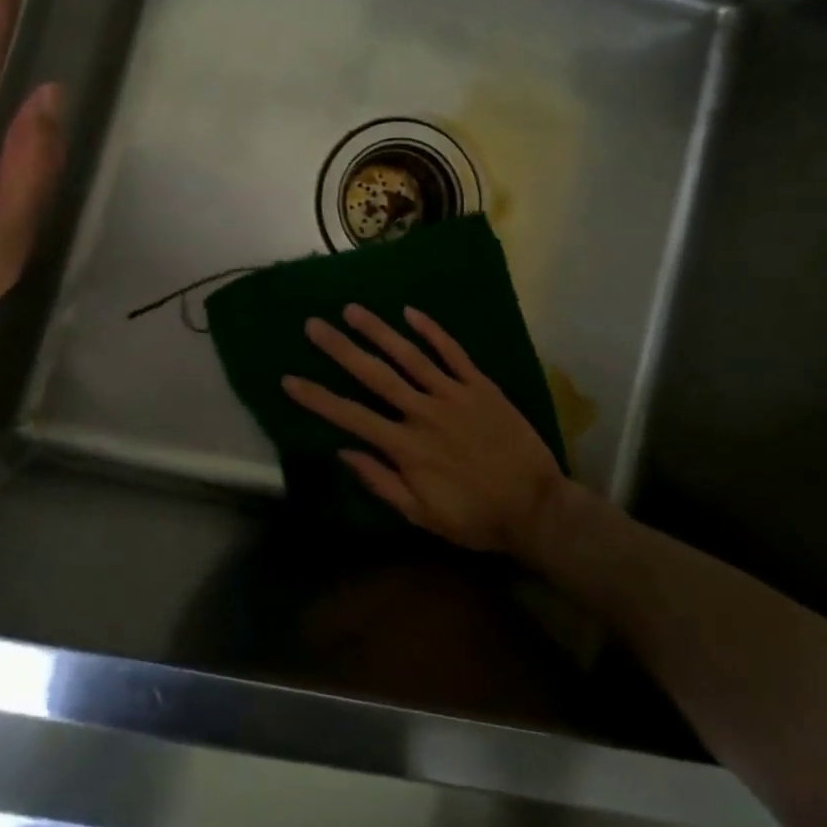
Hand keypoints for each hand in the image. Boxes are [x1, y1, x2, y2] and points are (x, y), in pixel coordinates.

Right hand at [282, 305, 565, 557]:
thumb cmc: (476, 517)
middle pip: (375, 375)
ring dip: (379, 330)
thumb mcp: (422, 515)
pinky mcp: (481, 386)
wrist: (536, 507)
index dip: (318, 398)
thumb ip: (382, 482)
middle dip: (341, 349)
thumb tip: (345, 452)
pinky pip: (453, 352)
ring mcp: (454, 394)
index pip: (351, 417)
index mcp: (406, 447)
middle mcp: (424, 412)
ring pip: (410, 356)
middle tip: (313, 325)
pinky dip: (432, 331)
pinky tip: (410, 313)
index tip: (290, 379)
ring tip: (352, 309)